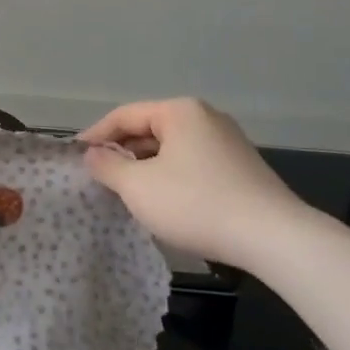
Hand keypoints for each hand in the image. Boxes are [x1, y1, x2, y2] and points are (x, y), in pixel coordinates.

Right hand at [78, 99, 309, 267]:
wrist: (273, 238)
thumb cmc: (196, 204)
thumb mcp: (138, 187)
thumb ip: (107, 167)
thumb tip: (92, 155)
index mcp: (179, 111)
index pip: (124, 115)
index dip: (96, 135)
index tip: (76, 157)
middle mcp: (205, 117)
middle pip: (149, 129)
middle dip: (122, 152)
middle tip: (98, 176)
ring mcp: (227, 142)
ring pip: (171, 148)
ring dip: (145, 166)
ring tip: (125, 191)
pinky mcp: (241, 168)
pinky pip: (192, 163)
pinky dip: (170, 176)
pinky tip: (163, 201)